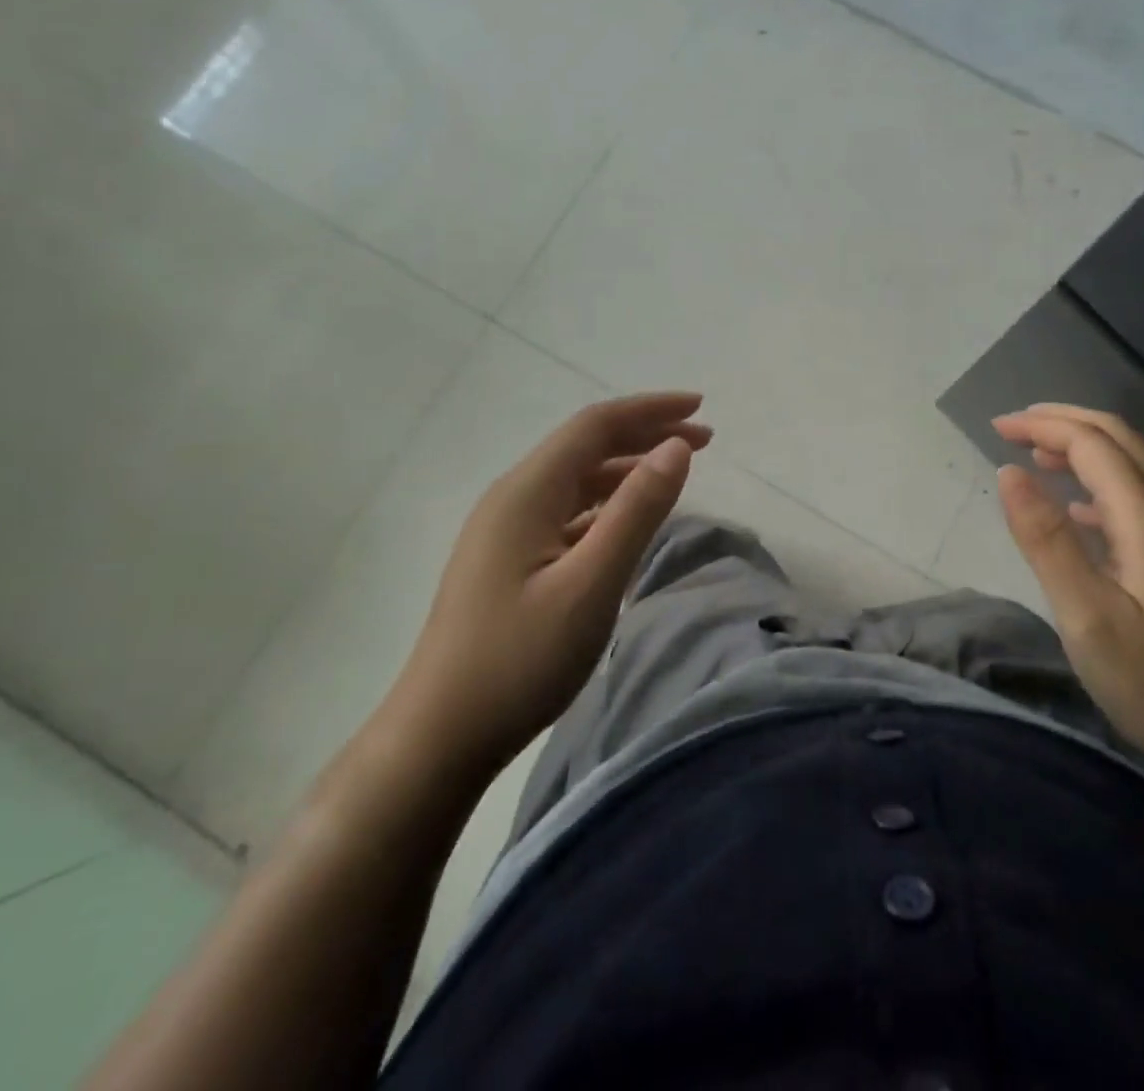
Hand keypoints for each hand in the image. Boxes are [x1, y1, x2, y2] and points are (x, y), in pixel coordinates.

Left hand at [381, 393, 710, 780]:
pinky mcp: (508, 560)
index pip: (596, 426)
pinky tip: (628, 521)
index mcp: (527, 491)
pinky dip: (608, 503)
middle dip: (646, 434)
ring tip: (675, 473)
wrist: (440, 736)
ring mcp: (506, 530)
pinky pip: (567, 511)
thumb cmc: (519, 659)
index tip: (701, 407)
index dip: (651, 410)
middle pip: (586, 446)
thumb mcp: (591, 583)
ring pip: (577, 479)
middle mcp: (513, 498)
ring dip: (628, 468)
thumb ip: (637, 511)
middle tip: (704, 440)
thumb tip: (675, 448)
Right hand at [993, 404, 1143, 783]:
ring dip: (1084, 446)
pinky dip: (1102, 481)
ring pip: (1134, 461)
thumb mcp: (1089, 619)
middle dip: (1063, 421)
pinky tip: (1079, 510)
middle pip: (1119, 437)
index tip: (996, 428)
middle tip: (1013, 428)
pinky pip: (1143, 492)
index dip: (1042, 426)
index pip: (1091, 443)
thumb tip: (1010, 472)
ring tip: (1037, 456)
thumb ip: (1047, 541)